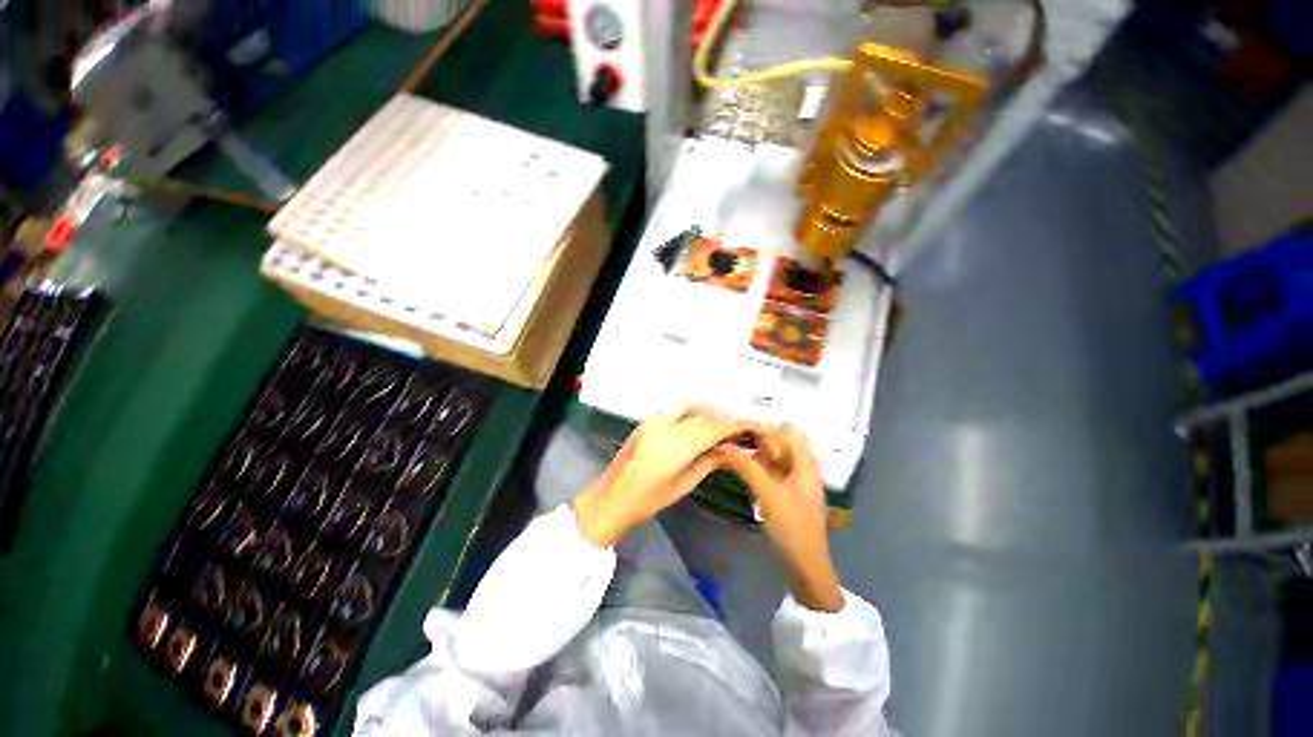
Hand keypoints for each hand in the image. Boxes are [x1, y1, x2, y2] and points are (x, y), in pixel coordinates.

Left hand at [573, 406, 748, 547]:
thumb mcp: (682, 486)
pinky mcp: (647, 420)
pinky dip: (694, 412)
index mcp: (674, 448)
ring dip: (710, 411)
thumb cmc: (647, 500)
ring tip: (724, 424)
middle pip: (703, 414)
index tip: (752, 425)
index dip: (734, 424)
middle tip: (741, 426)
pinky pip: (676, 409)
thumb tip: (730, 450)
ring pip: (690, 406)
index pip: (712, 428)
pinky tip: (702, 422)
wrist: (611, 496)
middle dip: (725, 417)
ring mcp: (653, 420)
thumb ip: (707, 463)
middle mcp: (664, 427)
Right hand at [718, 426, 842, 611]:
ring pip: (775, 460)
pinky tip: (745, 477)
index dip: (768, 430)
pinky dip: (759, 471)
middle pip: (782, 444)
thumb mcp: (767, 493)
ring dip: (757, 458)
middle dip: (759, 444)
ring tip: (737, 462)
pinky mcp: (788, 496)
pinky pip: (772, 474)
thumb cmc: (791, 527)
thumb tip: (724, 446)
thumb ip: (746, 467)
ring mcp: (795, 484)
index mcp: (805, 465)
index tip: (744, 436)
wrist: (806, 567)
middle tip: (738, 452)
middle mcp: (802, 470)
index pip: (790, 433)